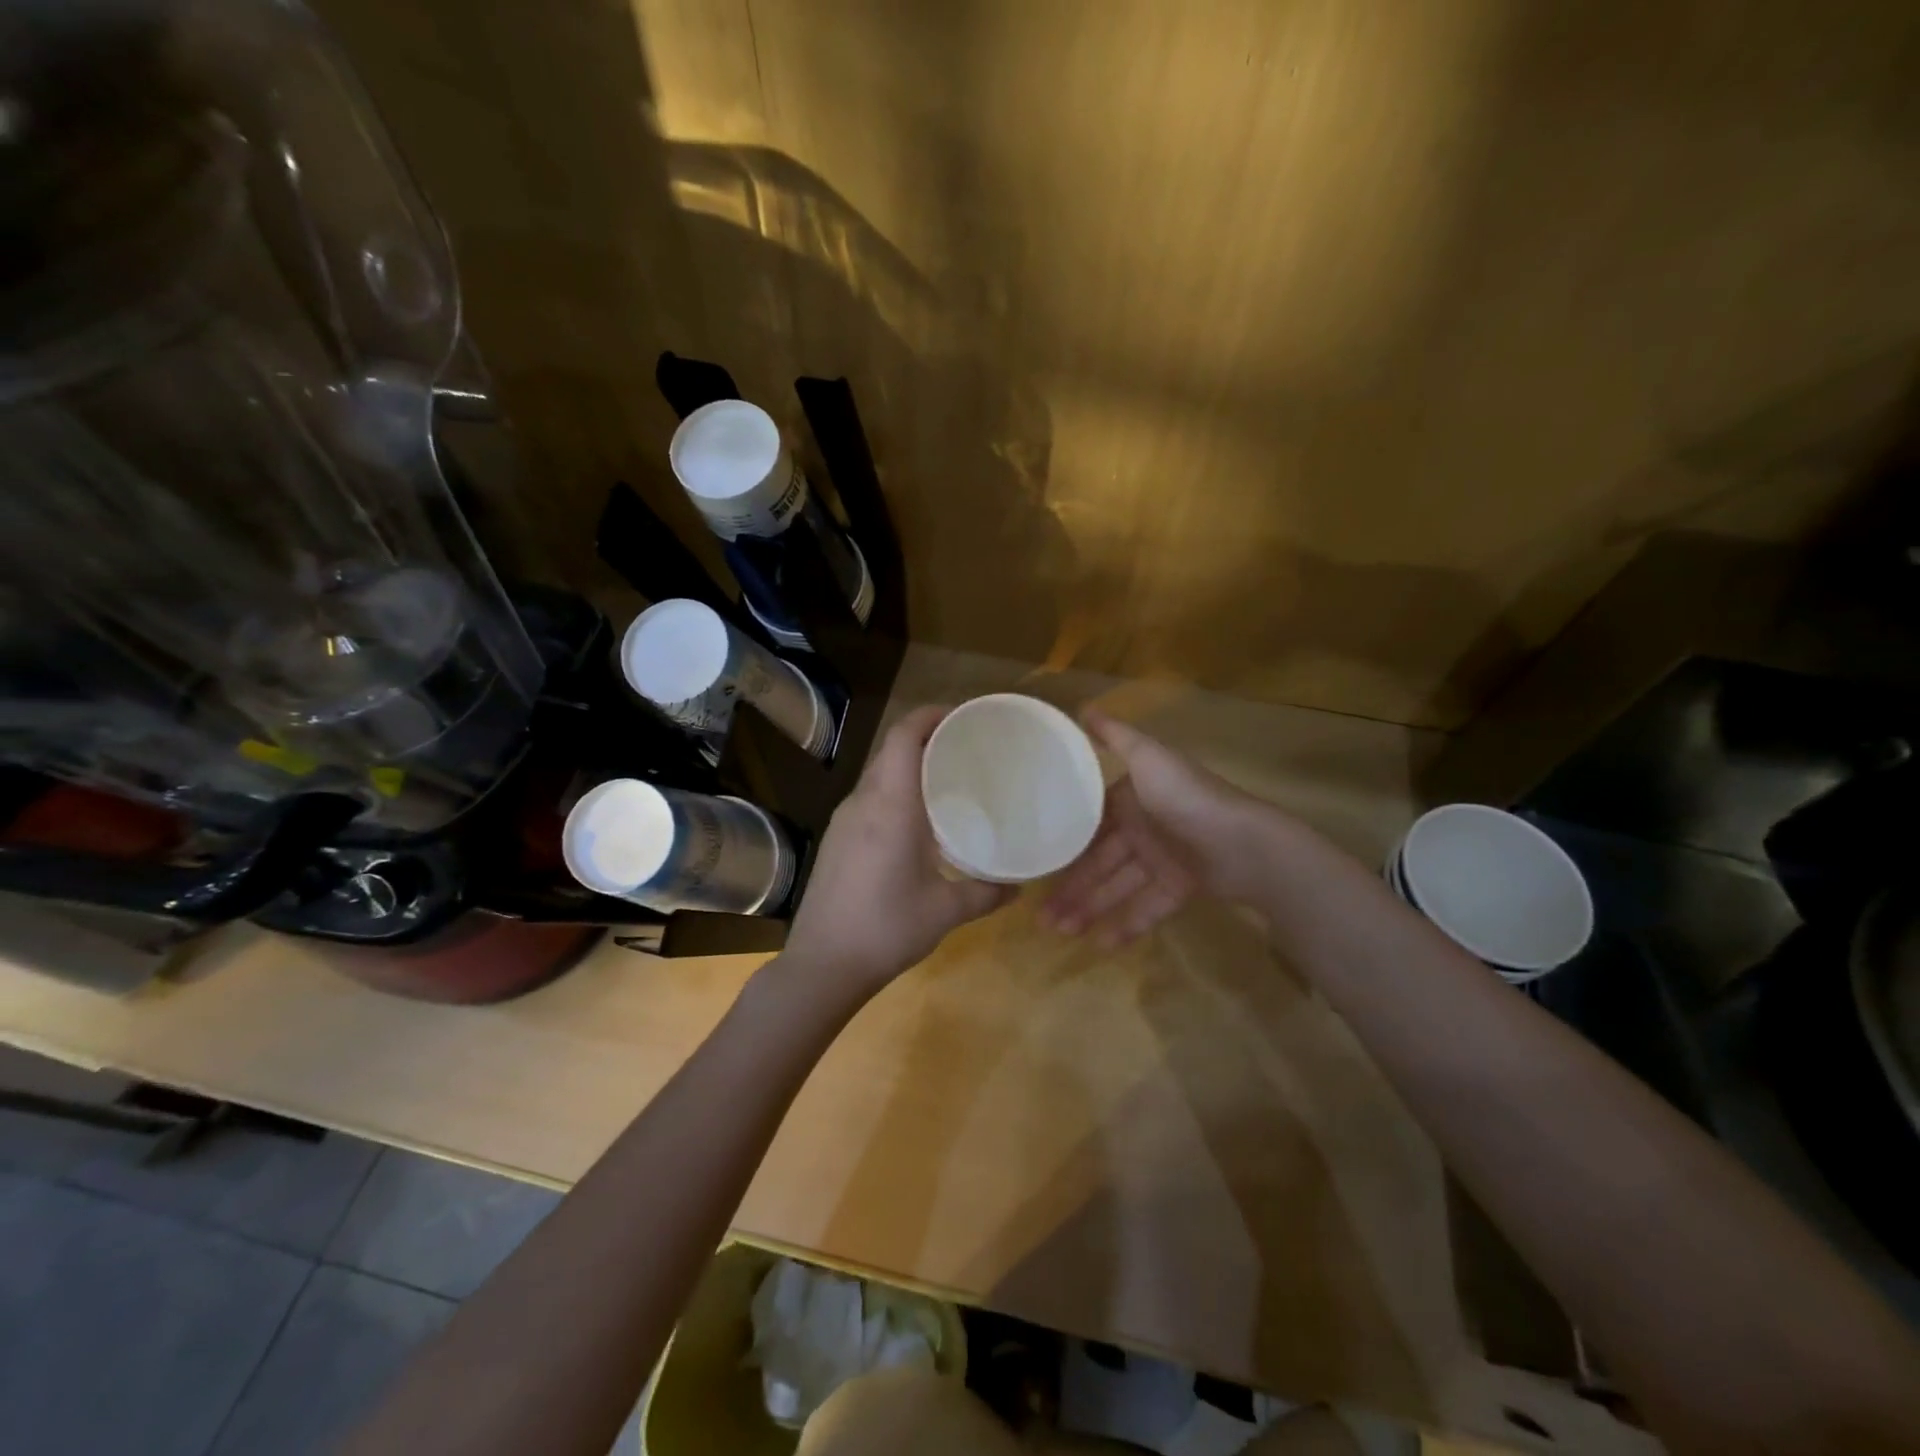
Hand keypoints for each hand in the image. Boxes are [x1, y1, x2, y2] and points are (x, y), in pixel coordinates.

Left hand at [782, 705, 1014, 995]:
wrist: (822, 964)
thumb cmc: (887, 928)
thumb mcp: (945, 911)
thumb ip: (986, 893)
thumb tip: (1020, 887)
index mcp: (890, 805)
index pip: (904, 736)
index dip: (930, 716)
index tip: (961, 718)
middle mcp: (862, 802)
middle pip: (891, 750)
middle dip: (925, 739)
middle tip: (964, 750)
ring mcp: (843, 821)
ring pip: (878, 775)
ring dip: (908, 767)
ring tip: (946, 782)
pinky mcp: (835, 840)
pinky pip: (869, 799)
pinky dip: (894, 792)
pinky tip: (916, 822)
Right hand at [1042, 712, 1267, 943]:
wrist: (1246, 844)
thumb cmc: (1188, 798)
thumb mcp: (1149, 759)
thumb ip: (1116, 737)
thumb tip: (1081, 706)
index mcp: (1132, 798)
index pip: (1089, 824)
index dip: (1064, 845)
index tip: (1035, 865)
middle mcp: (1143, 828)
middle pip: (1100, 862)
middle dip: (1072, 888)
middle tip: (1041, 918)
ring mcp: (1163, 860)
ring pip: (1118, 888)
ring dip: (1090, 909)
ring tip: (1060, 932)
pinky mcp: (1181, 888)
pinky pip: (1147, 908)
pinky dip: (1126, 924)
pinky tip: (1100, 944)